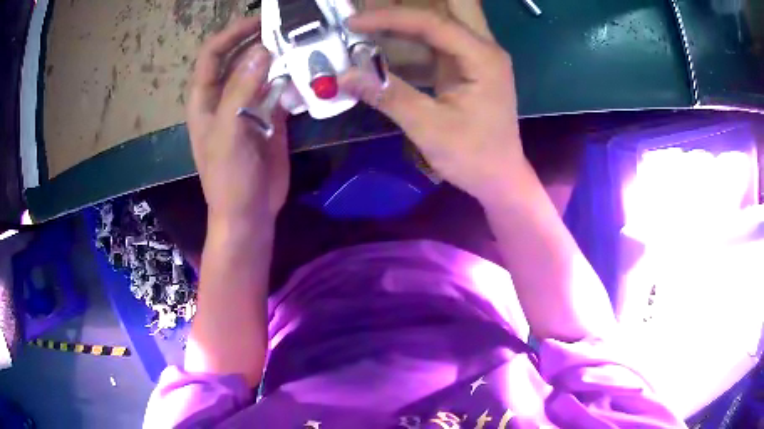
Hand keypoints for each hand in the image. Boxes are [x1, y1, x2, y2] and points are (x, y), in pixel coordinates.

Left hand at [188, 18, 288, 225]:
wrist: (249, 212)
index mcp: (206, 98)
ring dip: (281, 57)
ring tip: (305, 43)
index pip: (213, 54)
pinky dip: (293, 78)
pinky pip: (281, 89)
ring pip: (263, 71)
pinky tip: (310, 71)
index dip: (232, 33)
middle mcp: (225, 96)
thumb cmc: (228, 178)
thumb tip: (263, 50)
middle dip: (260, 39)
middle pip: (240, 57)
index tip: (260, 21)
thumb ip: (241, 91)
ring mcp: (249, 105)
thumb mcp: (228, 134)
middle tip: (290, 27)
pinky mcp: (271, 116)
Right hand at [339, 8, 525, 201]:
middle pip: (452, 6)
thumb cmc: (473, 157)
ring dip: (410, 17)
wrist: (500, 178)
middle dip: (412, 3)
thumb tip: (345, 77)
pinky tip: (386, 40)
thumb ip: (389, 96)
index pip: (433, 22)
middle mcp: (483, 47)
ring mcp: (477, 55)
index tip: (353, 23)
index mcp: (482, 57)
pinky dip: (412, 37)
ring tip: (373, 21)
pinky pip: (438, 40)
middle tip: (375, 6)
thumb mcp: (430, 128)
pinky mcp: (467, 66)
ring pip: (444, 19)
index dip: (390, 18)